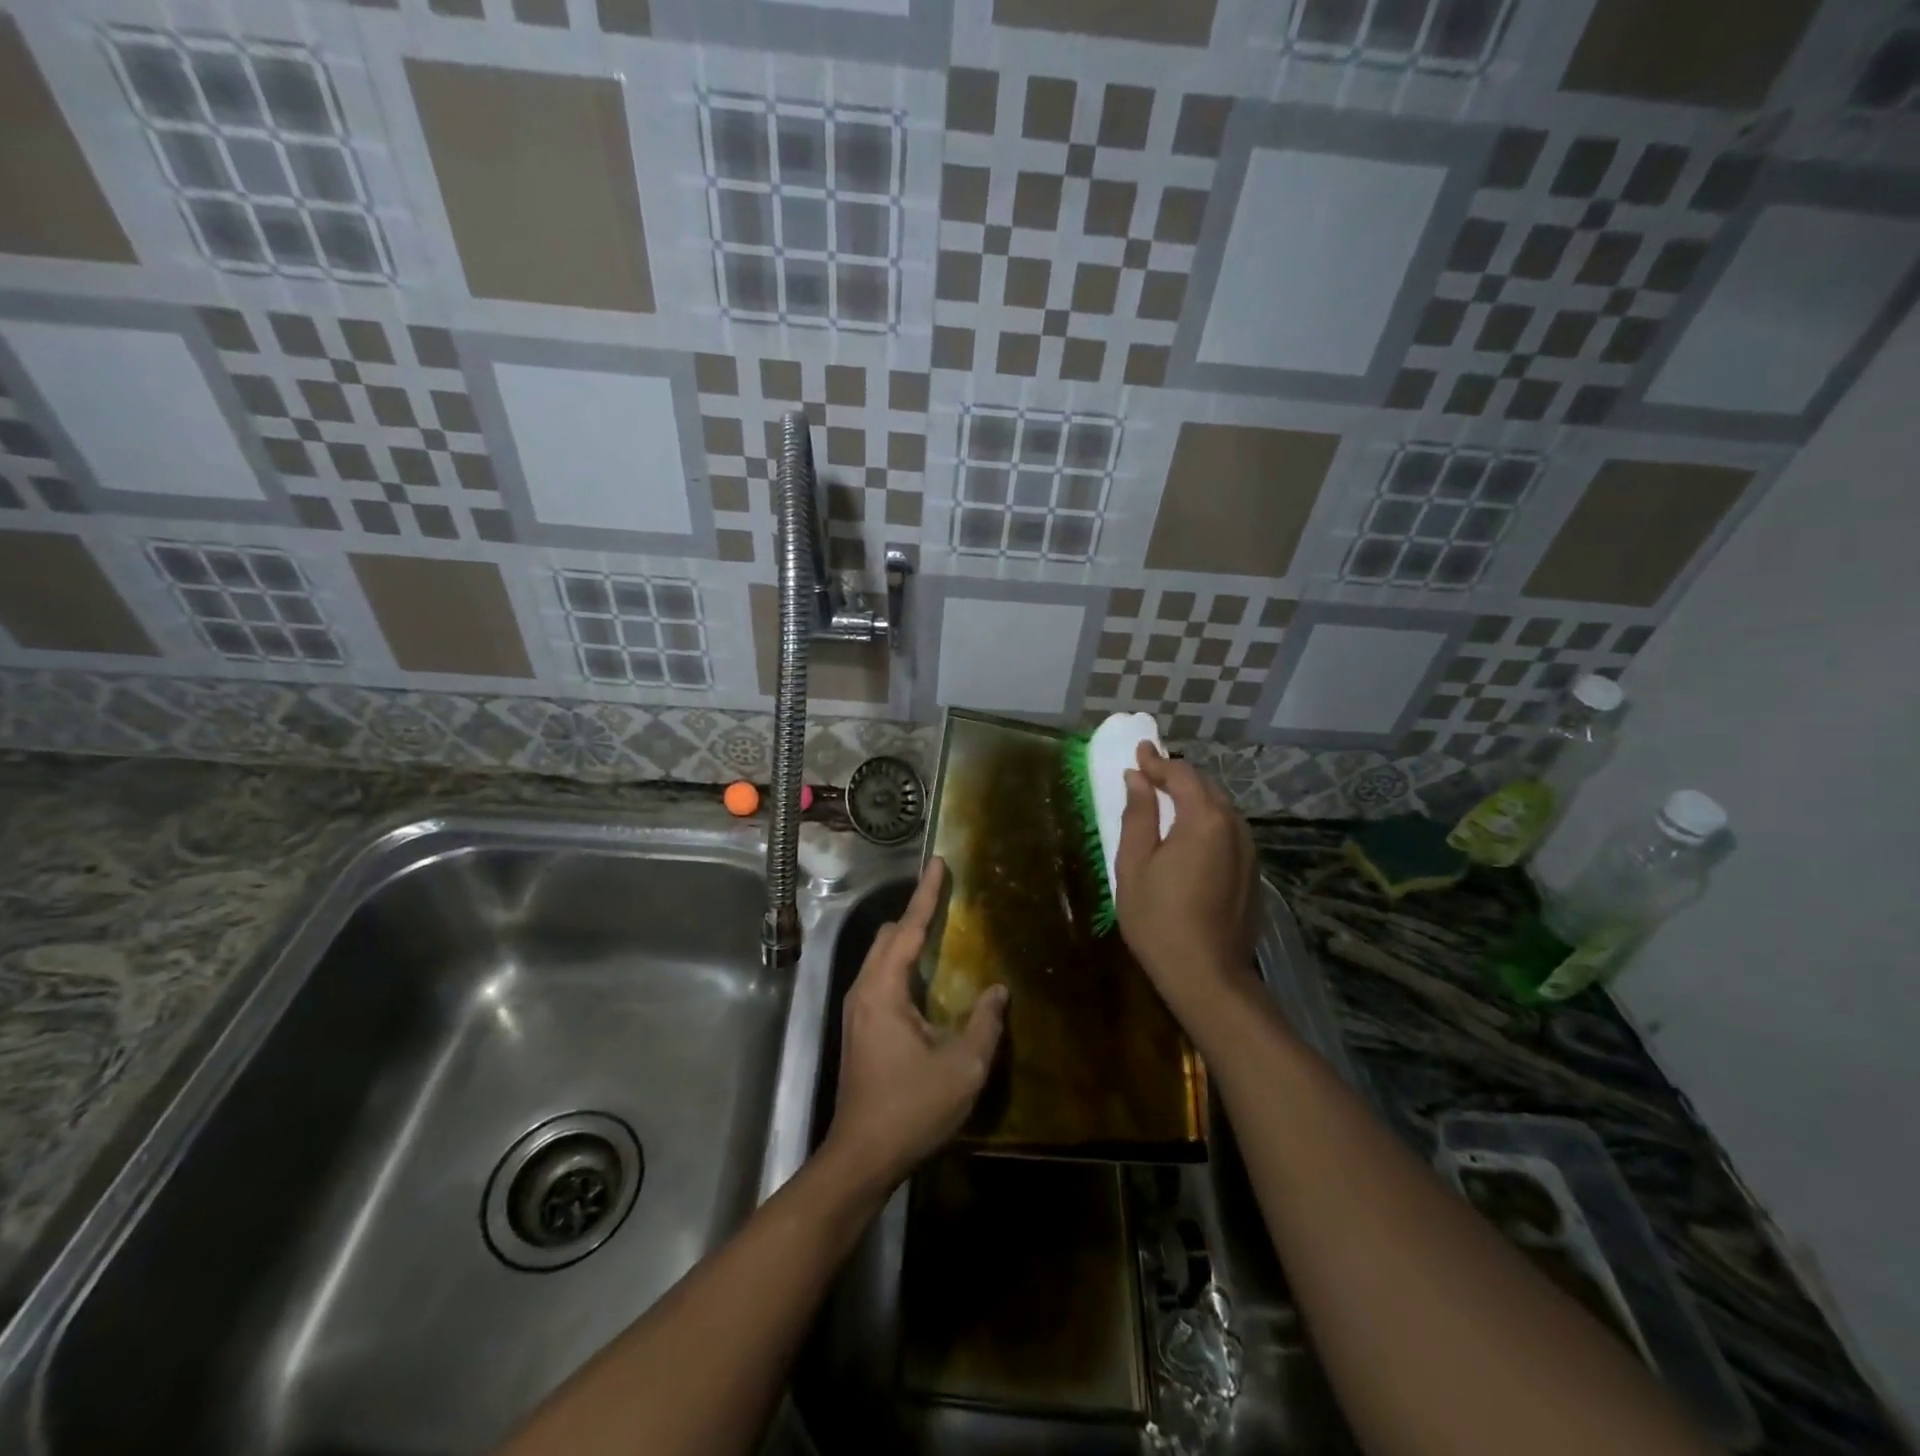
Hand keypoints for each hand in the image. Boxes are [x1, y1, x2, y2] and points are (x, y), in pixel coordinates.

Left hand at [823, 857, 1006, 1196]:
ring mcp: (857, 1009)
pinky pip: (881, 977)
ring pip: (882, 957)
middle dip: (916, 914)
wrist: (862, 1156)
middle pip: (889, 936)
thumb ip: (985, 1023)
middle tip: (948, 901)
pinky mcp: (859, 1027)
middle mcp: (864, 990)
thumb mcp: (962, 1067)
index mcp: (884, 990)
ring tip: (941, 932)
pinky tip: (927, 978)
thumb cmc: (912, 1108)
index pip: (908, 928)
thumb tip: (998, 990)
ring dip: (908, 940)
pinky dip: (903, 963)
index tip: (938, 863)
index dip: (926, 895)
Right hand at [1114, 742, 1257, 1026]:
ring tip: (1167, 800)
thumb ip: (1138, 815)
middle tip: (1149, 774)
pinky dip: (1208, 821)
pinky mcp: (1252, 872)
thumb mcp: (1135, 864)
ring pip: (1221, 808)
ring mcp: (1249, 850)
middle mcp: (1234, 826)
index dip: (1157, 762)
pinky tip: (1189, 834)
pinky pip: (1229, 831)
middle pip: (1206, 786)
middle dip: (1178, 776)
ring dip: (1195, 798)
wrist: (1207, 975)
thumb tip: (1137, 779)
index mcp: (1204, 819)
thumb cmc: (1159, 919)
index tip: (1138, 753)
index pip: (1182, 774)